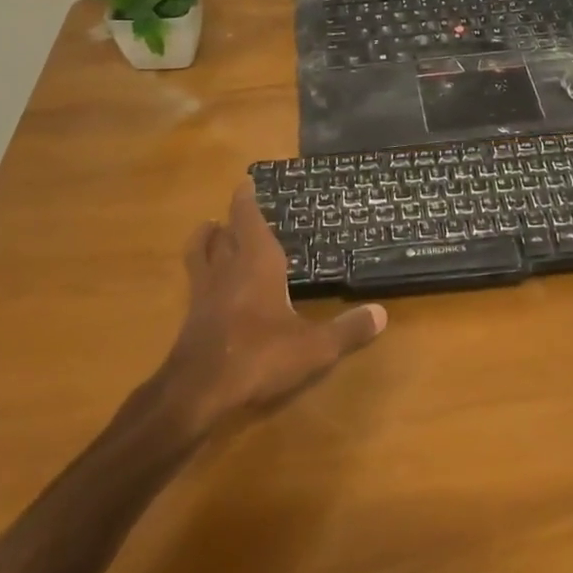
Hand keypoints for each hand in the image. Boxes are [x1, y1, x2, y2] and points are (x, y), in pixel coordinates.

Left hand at [158, 181, 386, 430]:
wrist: (198, 391)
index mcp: (257, 263)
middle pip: (223, 233)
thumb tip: (382, 313)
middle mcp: (227, 269)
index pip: (248, 219)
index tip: (246, 182)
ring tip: (210, 230)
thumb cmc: (259, 356)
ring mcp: (204, 293)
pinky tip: (208, 283)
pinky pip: (194, 281)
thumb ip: (347, 330)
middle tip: (239, 209)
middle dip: (231, 219)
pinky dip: (200, 271)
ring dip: (205, 238)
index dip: (246, 199)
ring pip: (200, 253)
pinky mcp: (191, 317)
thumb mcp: (314, 347)